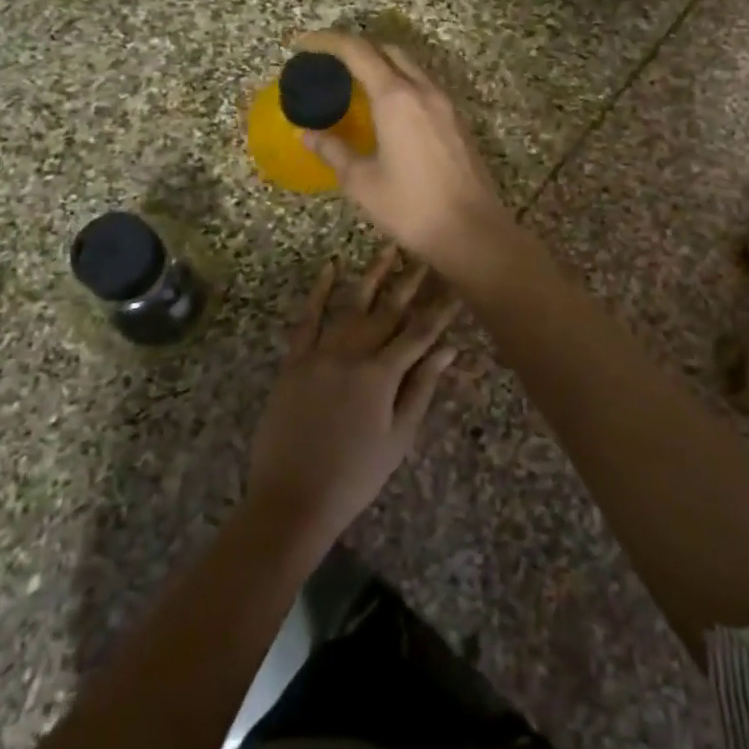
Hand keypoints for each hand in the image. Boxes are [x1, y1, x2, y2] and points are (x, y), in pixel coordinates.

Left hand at [246, 247, 459, 547]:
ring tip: (389, 249)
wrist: (292, 499)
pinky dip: (318, 292)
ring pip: (352, 306)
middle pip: (388, 311)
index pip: (420, 333)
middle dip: (411, 282)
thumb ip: (421, 388)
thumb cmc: (355, 476)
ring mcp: (320, 353)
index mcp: (381, 375)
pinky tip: (330, 268)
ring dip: (373, 276)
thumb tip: (448, 349)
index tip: (457, 283)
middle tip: (427, 255)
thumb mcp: (398, 437)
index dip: (441, 308)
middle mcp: (352, 354)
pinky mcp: (294, 361)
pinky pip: (307, 319)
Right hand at [294, 30, 513, 270]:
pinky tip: (387, 110)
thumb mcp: (362, 181)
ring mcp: (446, 104)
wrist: (472, 231)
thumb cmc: (411, 207)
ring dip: (382, 64)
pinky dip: (401, 84)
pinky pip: (425, 87)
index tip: (303, 44)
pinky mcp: (458, 121)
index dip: (327, 42)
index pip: (357, 51)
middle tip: (329, 63)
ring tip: (355, 84)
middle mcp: (424, 90)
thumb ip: (333, 150)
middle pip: (388, 50)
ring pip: (411, 67)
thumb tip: (307, 133)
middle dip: (356, 47)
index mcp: (396, 98)